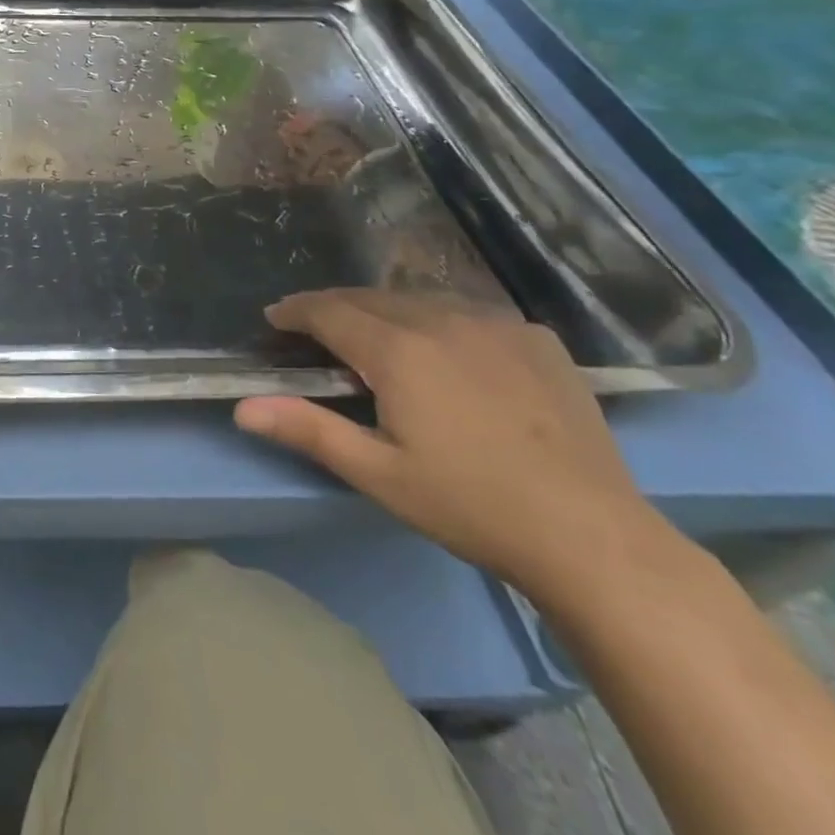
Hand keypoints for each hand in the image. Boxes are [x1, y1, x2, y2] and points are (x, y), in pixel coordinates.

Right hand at [234, 289, 666, 598]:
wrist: (593, 537)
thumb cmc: (470, 506)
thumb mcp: (377, 473)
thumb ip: (307, 429)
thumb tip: (242, 408)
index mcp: (398, 351)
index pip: (328, 310)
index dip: (295, 311)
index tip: (274, 318)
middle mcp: (442, 321)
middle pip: (370, 297)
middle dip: (333, 307)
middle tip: (313, 329)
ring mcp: (496, 325)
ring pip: (419, 299)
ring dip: (384, 310)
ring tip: (373, 335)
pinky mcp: (537, 339)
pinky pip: (469, 313)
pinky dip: (439, 320)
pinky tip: (445, 350)